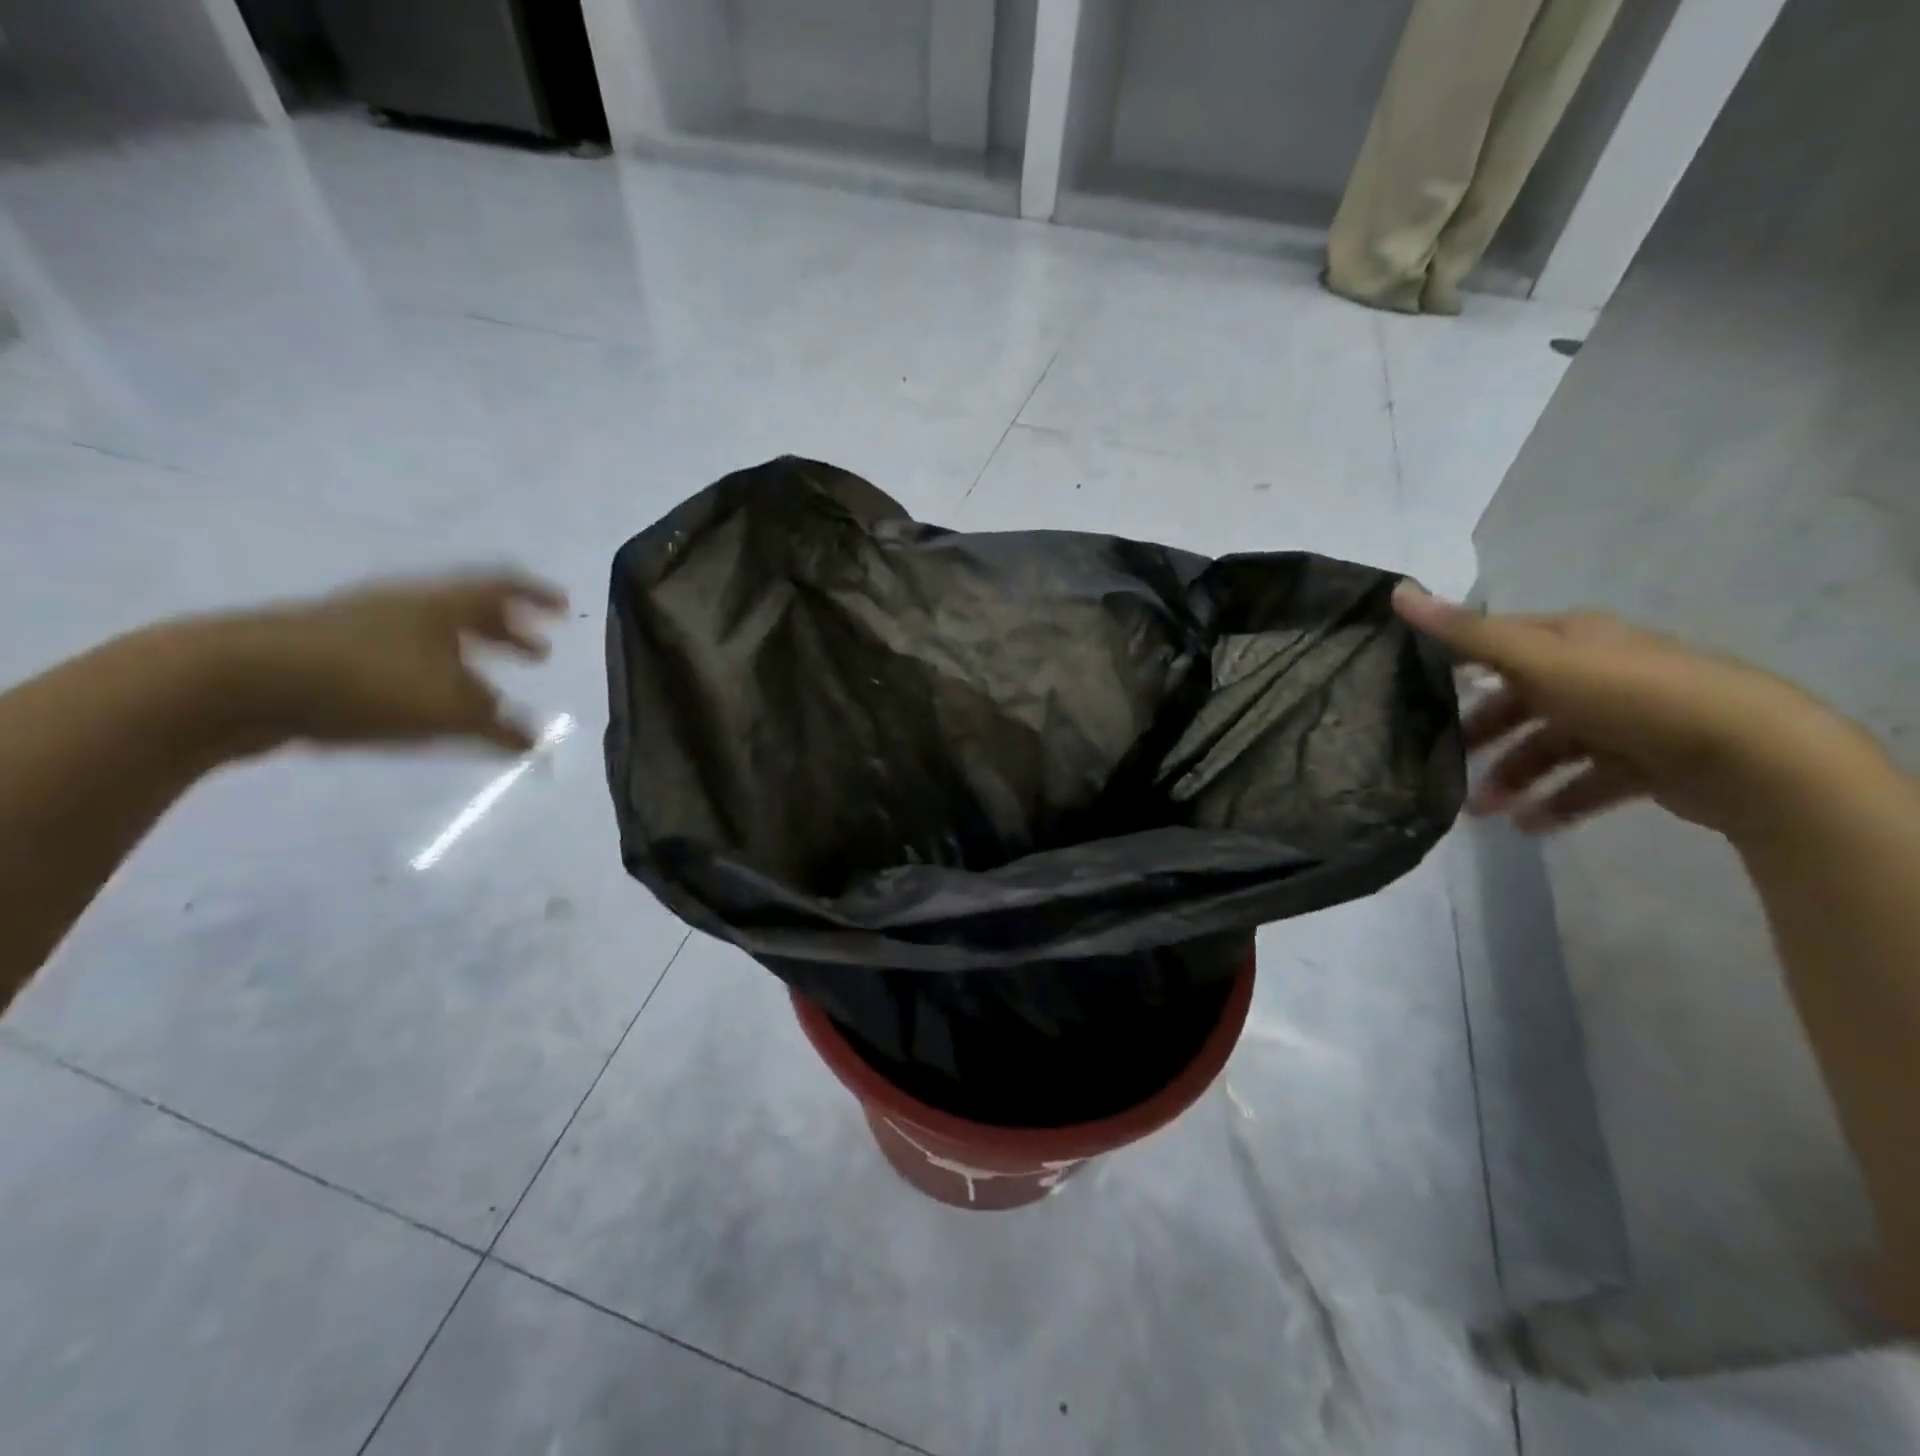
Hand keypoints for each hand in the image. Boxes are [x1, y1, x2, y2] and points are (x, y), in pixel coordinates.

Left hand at [205, 571, 568, 753]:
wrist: (234, 681)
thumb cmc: (364, 683)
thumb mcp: (447, 711)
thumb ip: (499, 728)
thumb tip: (539, 743)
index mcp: (442, 603)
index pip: (504, 586)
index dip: (539, 595)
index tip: (565, 607)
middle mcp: (408, 604)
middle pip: (471, 610)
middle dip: (510, 633)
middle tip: (537, 654)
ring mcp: (364, 623)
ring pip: (434, 635)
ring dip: (470, 658)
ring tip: (487, 690)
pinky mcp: (330, 650)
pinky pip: (402, 656)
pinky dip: (432, 673)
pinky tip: (429, 705)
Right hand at [1392, 583, 1845, 836]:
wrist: (1749, 755)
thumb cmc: (1629, 695)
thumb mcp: (1537, 660)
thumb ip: (1466, 634)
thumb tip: (1397, 590)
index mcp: (1572, 639)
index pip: (1498, 644)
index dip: (1455, 662)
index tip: (1412, 691)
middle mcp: (1596, 672)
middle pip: (1521, 701)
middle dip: (1482, 735)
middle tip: (1443, 764)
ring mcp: (1624, 718)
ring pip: (1550, 747)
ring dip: (1513, 777)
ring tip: (1484, 812)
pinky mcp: (1646, 762)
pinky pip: (1588, 782)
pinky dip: (1558, 802)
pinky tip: (1530, 825)